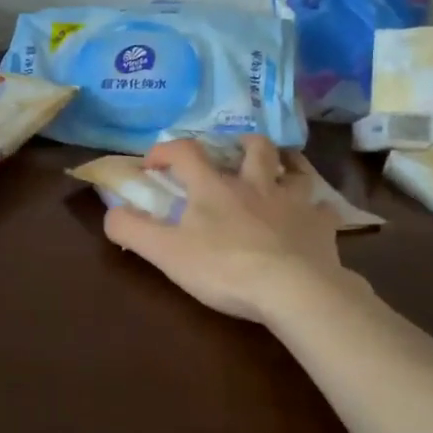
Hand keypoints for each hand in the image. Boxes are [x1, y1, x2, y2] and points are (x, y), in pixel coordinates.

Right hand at [104, 135, 363, 323]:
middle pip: (252, 148)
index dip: (166, 150)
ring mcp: (293, 202)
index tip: (153, 163)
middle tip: (232, 153)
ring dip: (285, 164)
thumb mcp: (165, 252)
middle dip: (239, 144)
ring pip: (294, 169)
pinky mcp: (321, 225)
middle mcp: (255, 184)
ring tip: (278, 170)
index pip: (185, 151)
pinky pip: (322, 208)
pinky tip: (311, 217)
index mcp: (213, 187)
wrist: (294, 289)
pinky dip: (315, 209)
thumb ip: (131, 230)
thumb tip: (110, 212)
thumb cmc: (224, 268)